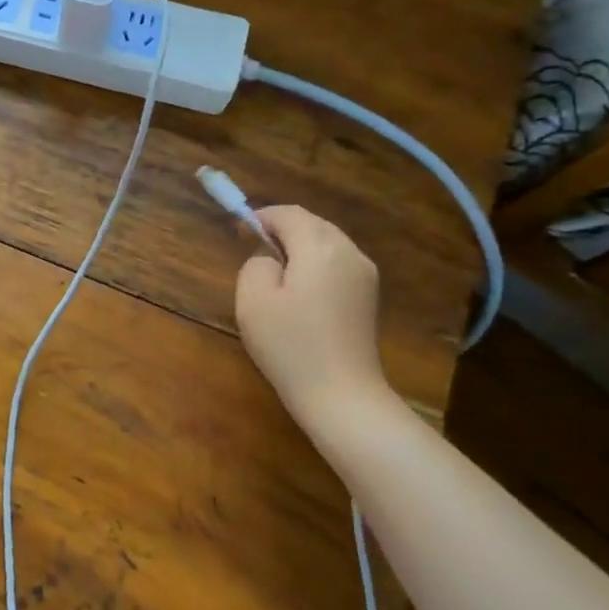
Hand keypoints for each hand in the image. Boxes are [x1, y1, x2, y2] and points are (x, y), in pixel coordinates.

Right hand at [235, 206, 389, 426]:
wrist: (341, 395)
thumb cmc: (290, 345)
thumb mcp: (253, 300)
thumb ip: (255, 264)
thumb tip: (270, 258)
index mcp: (320, 247)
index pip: (289, 214)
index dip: (262, 217)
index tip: (239, 231)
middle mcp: (349, 252)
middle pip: (313, 224)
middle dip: (283, 230)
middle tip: (254, 250)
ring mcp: (365, 276)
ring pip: (328, 244)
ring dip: (300, 248)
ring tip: (275, 273)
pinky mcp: (369, 298)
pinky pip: (338, 265)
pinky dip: (316, 266)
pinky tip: (300, 293)